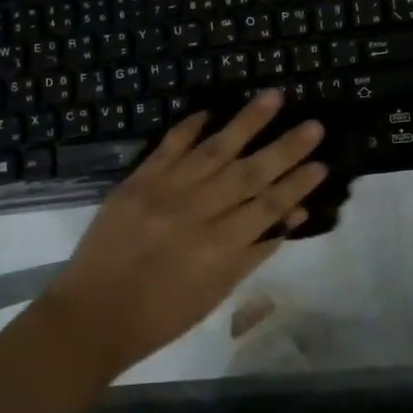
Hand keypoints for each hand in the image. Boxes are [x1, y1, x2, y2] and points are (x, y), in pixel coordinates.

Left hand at [38, 91, 327, 380]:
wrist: (90, 315)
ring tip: (273, 97)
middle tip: (314, 125)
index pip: (268, 207)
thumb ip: (253, 252)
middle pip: (248, 173)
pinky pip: (167, 147)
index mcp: (218, 248)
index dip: (297, 185)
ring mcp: (163, 192)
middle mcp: (196, 213)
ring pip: (213, 150)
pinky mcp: (135, 182)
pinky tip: (211, 111)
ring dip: (246, 122)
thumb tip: (291, 216)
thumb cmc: (161, 316)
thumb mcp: (215, 292)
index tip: (322, 163)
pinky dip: (189, 128)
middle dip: (285, 148)